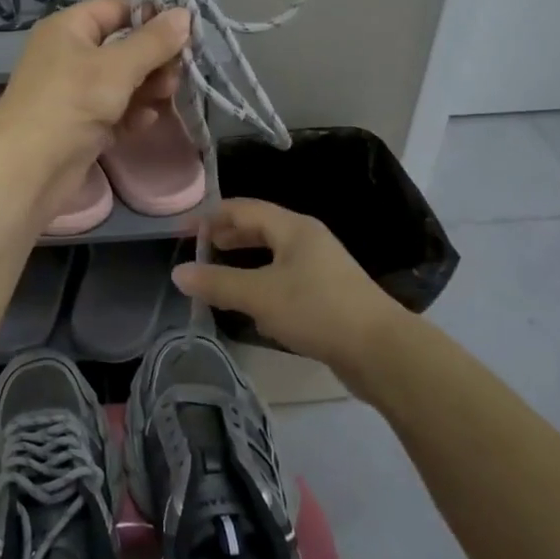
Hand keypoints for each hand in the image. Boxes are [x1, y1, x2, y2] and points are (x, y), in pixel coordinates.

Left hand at [0, 0, 189, 220]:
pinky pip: (115, 110)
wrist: (27, 169)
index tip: (186, 34)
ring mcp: (74, 92)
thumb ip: (154, 41)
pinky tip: (143, 123)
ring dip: (148, 89)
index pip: (117, 10)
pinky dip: (131, 114)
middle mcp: (70, 55)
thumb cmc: (71, 103)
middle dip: (154, 60)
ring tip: (164, 99)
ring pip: (123, 81)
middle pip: (124, 47)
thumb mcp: (118, 67)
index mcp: (69, 28)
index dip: (151, 18)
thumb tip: (185, 13)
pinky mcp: (80, 124)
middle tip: (175, 77)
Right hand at [172, 198, 400, 380]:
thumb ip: (217, 283)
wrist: (381, 350)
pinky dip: (263, 281)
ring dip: (245, 259)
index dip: (210, 217)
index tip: (183, 232)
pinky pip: (286, 277)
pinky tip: (253, 304)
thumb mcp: (260, 295)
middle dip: (228, 235)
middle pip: (260, 227)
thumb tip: (178, 273)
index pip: (243, 209)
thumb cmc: (317, 310)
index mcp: (293, 228)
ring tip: (220, 273)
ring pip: (273, 254)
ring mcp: (321, 266)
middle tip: (200, 249)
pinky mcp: (328, 294)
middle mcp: (308, 239)